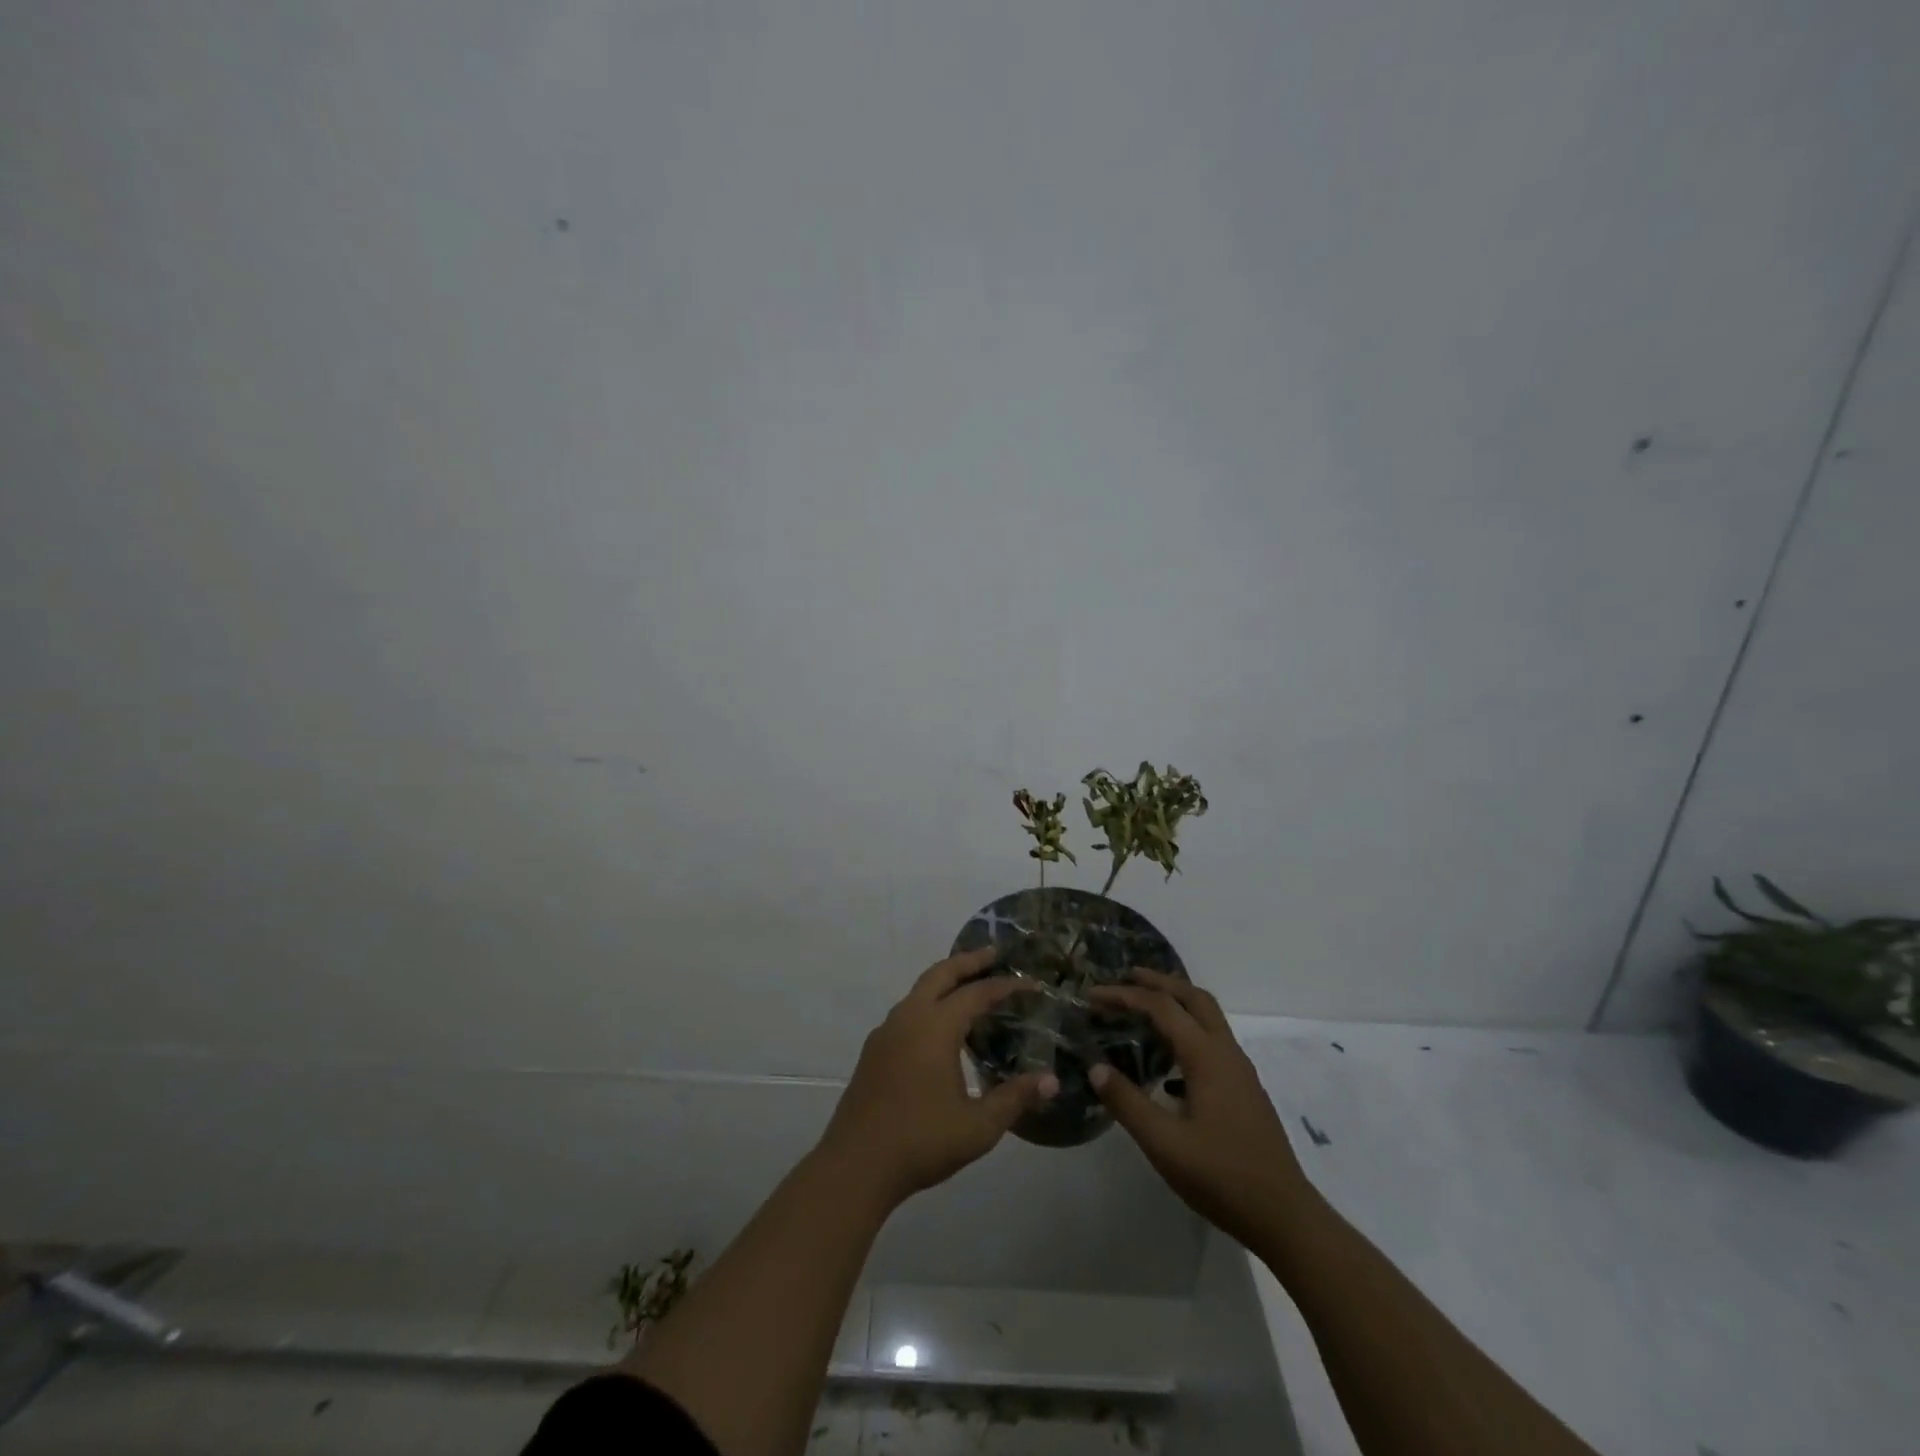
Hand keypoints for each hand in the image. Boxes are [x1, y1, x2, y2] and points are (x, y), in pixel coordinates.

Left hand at [817, 947, 1058, 1208]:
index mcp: (935, 1027)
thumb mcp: (978, 1126)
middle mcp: (909, 1018)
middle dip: (969, 961)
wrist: (855, 1165)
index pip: (977, 993)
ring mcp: (886, 1032)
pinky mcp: (874, 1050)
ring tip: (968, 987)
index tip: (1030, 983)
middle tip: (994, 955)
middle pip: (941, 974)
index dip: (1005, 986)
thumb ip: (1014, 1099)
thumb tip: (1051, 1080)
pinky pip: (907, 1011)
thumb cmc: (921, 1141)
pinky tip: (939, 1027)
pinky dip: (928, 1003)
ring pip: (919, 990)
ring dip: (945, 981)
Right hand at [1088, 969, 1309, 1251]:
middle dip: (1159, 982)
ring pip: (1208, 1017)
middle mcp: (1226, 1053)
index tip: (1093, 994)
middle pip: (1194, 998)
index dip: (1125, 996)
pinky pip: (1212, 1040)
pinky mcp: (1244, 1090)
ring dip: (1176, 1003)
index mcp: (1207, 1057)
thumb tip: (1096, 1067)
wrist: (1285, 1217)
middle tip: (1126, 977)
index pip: (1162, 1008)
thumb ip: (1127, 1103)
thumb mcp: (1165, 1145)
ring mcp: (1240, 1071)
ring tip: (1143, 1007)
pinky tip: (1167, 1061)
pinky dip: (1187, 1030)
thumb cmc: (1222, 1178)